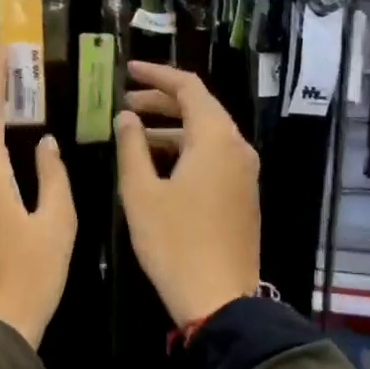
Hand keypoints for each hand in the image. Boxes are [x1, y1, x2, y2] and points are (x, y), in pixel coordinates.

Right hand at [116, 62, 259, 327]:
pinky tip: (158, 163)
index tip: (128, 71)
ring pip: (207, 134)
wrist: (219, 298)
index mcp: (215, 138)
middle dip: (161, 101)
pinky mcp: (243, 195)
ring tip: (134, 134)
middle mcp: (237, 148)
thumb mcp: (141, 192)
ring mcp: (245, 173)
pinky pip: (214, 156)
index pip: (188, 87)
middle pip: (200, 108)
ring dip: (171, 128)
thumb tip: (127, 117)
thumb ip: (131, 146)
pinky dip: (186, 150)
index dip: (156, 75)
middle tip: (125, 103)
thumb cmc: (174, 242)